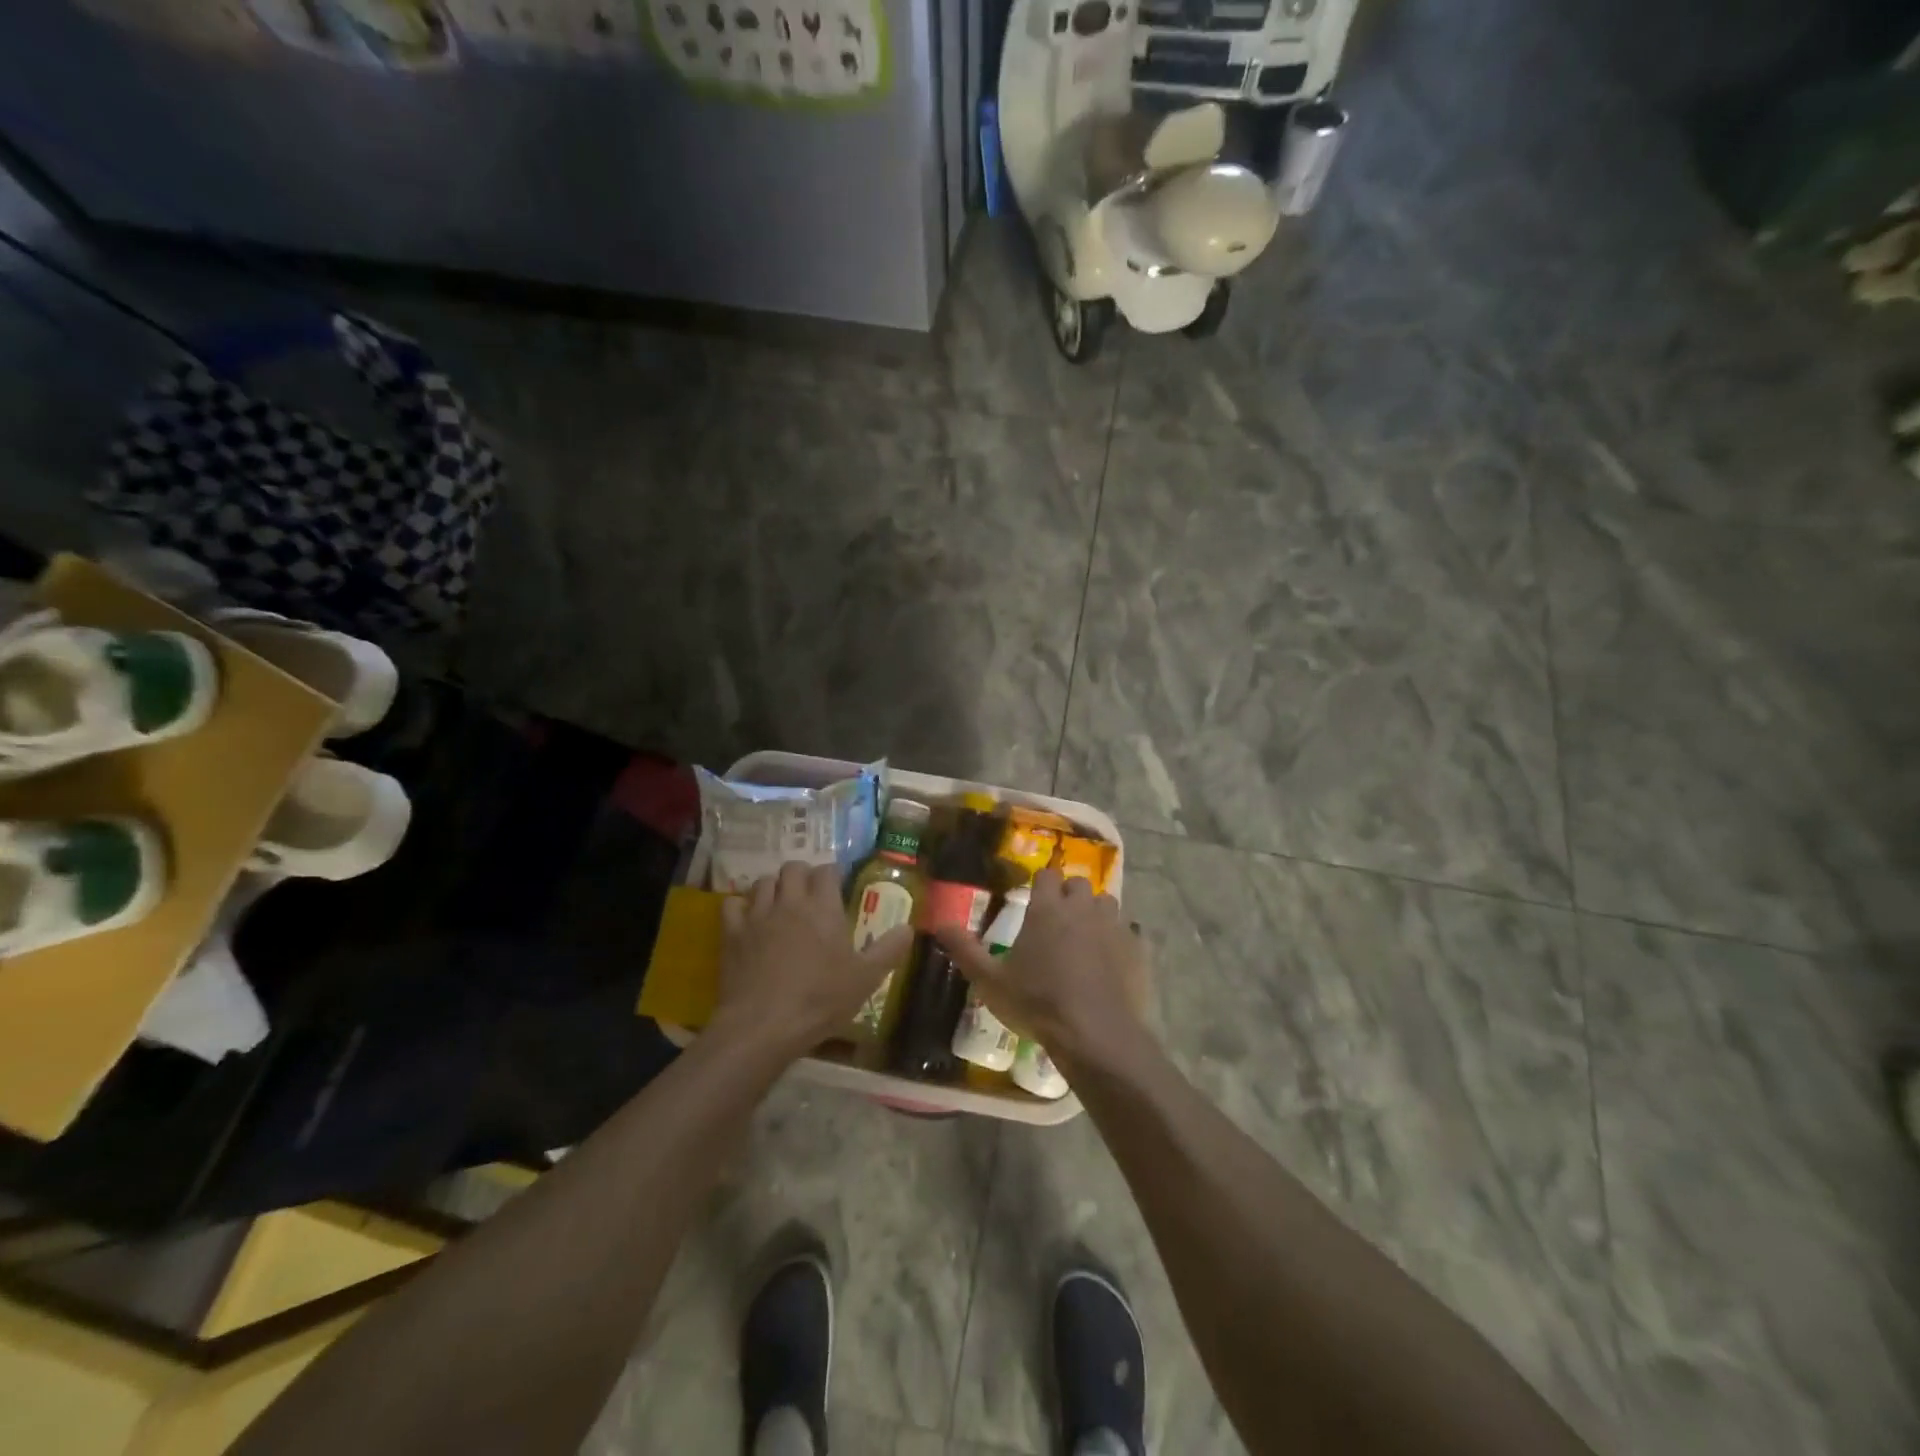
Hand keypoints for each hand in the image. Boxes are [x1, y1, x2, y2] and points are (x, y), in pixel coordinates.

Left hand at [714, 861, 912, 1059]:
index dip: (832, 874)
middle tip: (809, 893)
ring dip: (774, 887)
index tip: (837, 885)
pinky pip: (732, 904)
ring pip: (763, 881)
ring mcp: (757, 915)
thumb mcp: (866, 979)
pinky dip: (741, 906)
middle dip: (802, 874)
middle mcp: (790, 902)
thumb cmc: (820, 1000)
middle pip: (793, 867)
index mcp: (823, 907)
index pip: (827, 870)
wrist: (763, 1025)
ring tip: (780, 903)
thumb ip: (889, 950)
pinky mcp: (732, 933)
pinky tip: (748, 919)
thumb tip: (908, 928)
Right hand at [933, 869, 1149, 1066]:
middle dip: (1069, 894)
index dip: (1041, 883)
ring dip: (1095, 911)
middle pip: (1079, 884)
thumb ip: (964, 950)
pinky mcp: (1136, 949)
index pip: (1047, 875)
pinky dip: (1119, 938)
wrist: (1094, 1034)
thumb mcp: (990, 981)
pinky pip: (1129, 931)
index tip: (1034, 898)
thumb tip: (939, 924)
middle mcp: (1082, 909)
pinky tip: (1110, 959)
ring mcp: (1113, 927)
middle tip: (1058, 918)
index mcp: (1047, 909)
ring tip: (1085, 935)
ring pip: (1106, 902)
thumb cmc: (1037, 1003)